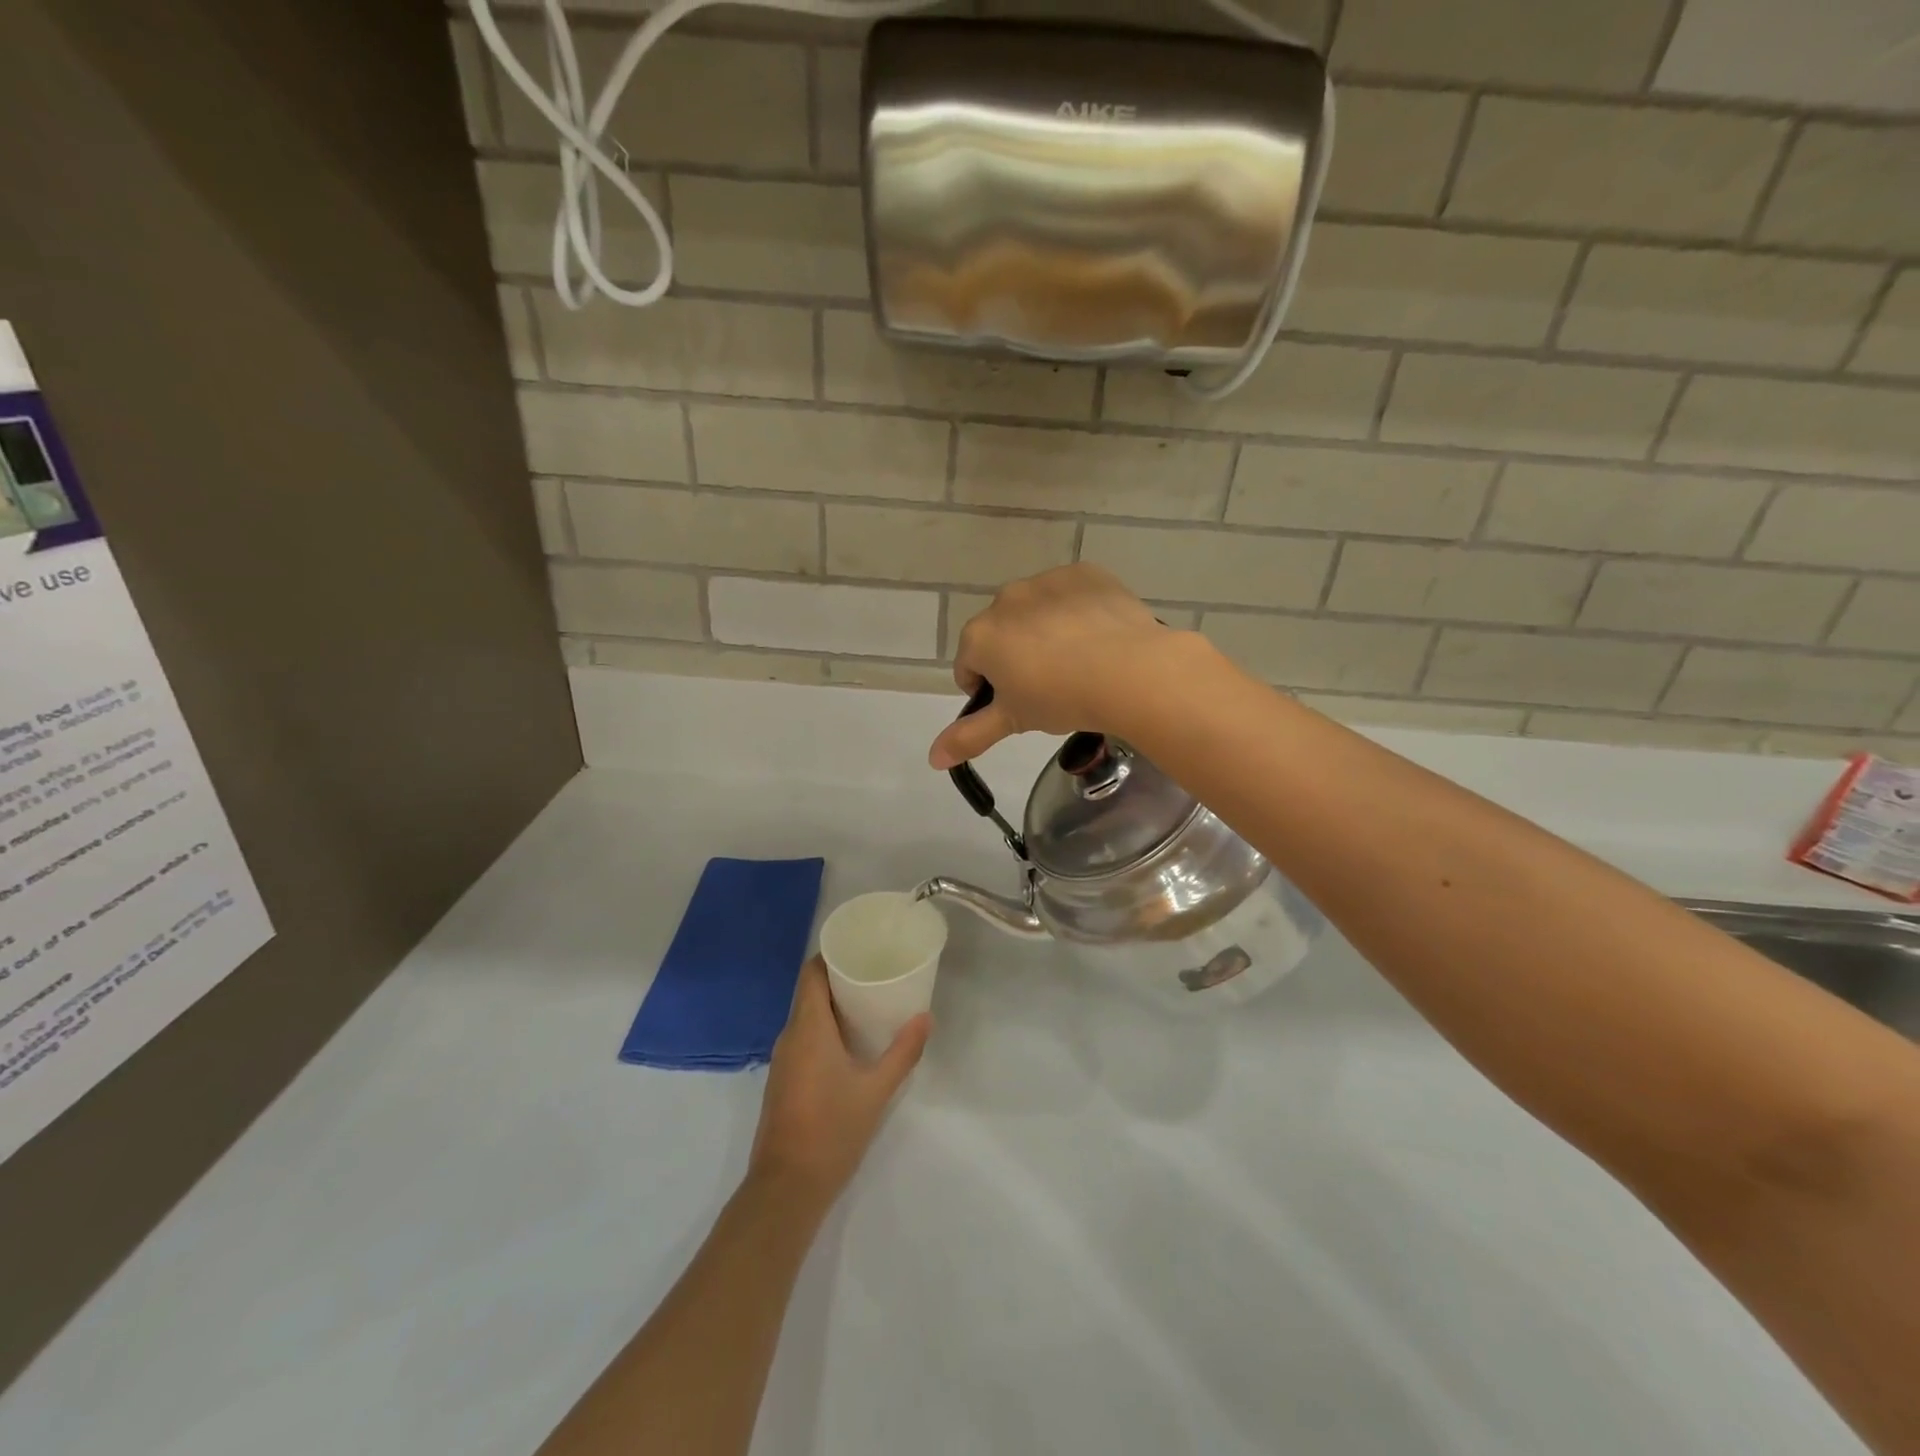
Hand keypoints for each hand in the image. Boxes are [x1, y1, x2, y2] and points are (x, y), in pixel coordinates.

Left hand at [749, 958, 929, 1205]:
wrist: (786, 1188)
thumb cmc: (832, 1130)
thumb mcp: (876, 1090)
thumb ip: (903, 1052)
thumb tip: (925, 1017)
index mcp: (808, 1028)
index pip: (811, 973)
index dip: (831, 955)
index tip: (860, 947)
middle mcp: (790, 1037)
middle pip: (810, 992)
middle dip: (839, 978)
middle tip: (875, 971)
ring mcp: (783, 1061)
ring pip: (806, 1017)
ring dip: (832, 1005)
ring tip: (869, 1001)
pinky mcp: (783, 1081)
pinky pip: (803, 1038)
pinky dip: (824, 1029)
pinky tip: (851, 1041)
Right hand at [928, 564, 1182, 767]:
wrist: (1129, 670)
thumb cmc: (1061, 699)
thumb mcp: (1013, 721)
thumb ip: (969, 736)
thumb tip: (933, 759)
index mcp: (979, 636)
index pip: (969, 667)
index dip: (988, 691)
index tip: (1017, 706)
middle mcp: (1005, 599)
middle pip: (1001, 634)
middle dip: (1015, 657)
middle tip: (1050, 686)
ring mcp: (1045, 581)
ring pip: (1035, 611)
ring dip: (1045, 632)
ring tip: (1079, 662)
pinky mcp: (1084, 573)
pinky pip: (1071, 594)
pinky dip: (1077, 611)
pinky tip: (1098, 637)